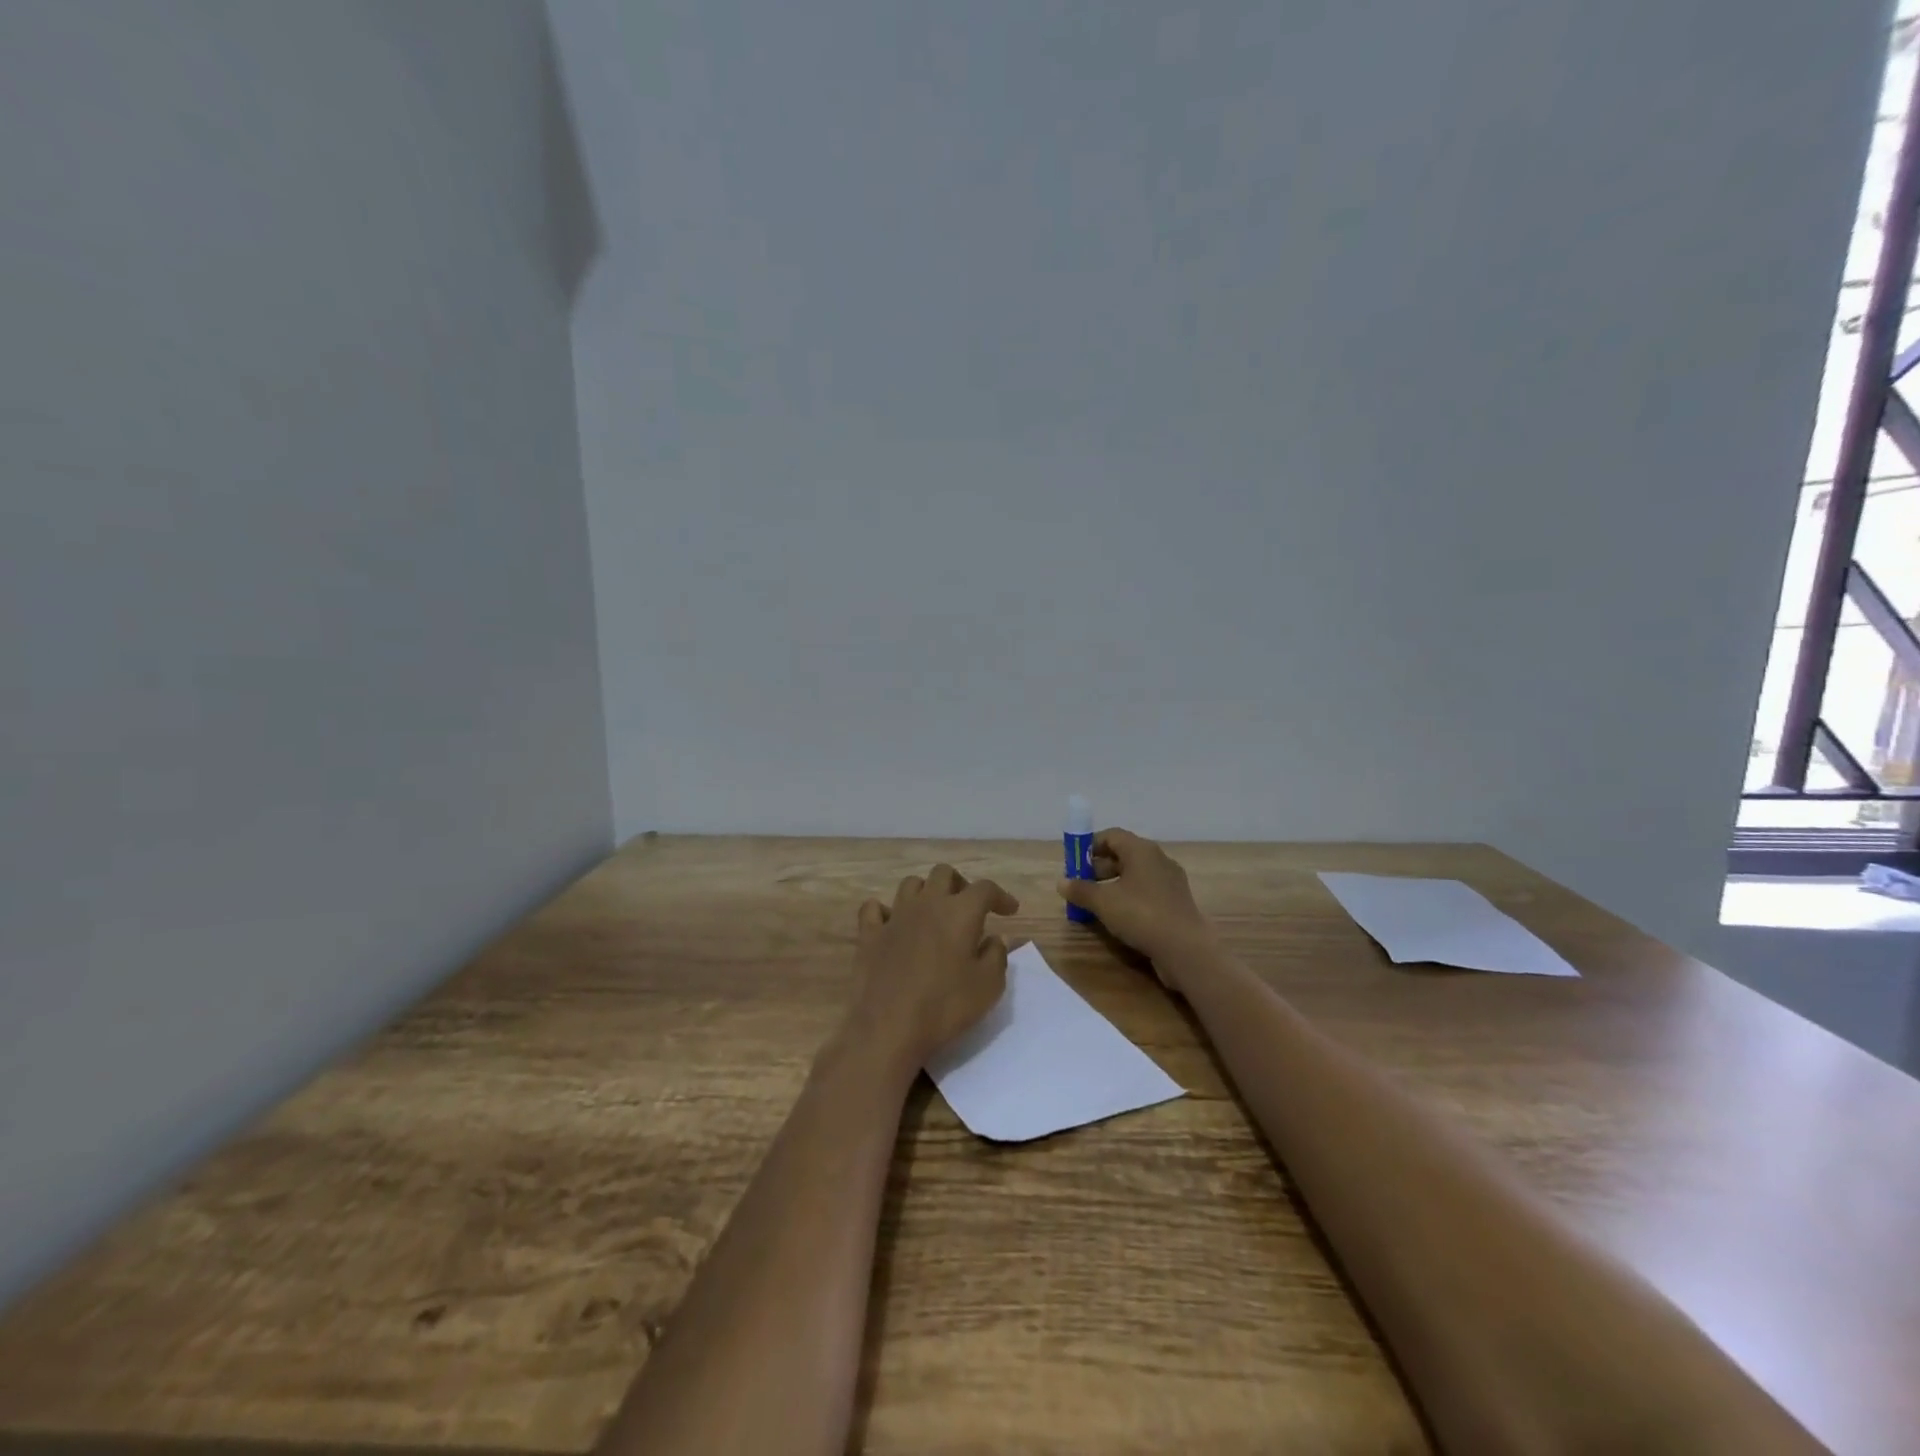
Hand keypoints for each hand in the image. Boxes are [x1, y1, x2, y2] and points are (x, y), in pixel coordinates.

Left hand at [847, 864, 1019, 1073]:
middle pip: (943, 873)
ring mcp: (894, 917)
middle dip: (960, 884)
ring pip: (910, 884)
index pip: (985, 888)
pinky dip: (884, 911)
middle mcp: (926, 904)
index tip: (1010, 910)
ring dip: (926, 892)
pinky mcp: (869, 934)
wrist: (888, 1027)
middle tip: (969, 908)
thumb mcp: (988, 987)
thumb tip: (993, 940)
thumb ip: (996, 956)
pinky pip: (873, 908)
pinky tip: (892, 924)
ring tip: (933, 914)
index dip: (1001, 895)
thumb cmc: (945, 1007)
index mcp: (959, 912)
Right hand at [1056, 828, 1213, 983]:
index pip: (1111, 835)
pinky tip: (1118, 916)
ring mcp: (1170, 881)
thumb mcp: (1102, 902)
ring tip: (1096, 904)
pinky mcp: (1176, 902)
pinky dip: (1129, 897)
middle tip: (1082, 886)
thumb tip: (1062, 883)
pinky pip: (1147, 891)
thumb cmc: (1140, 914)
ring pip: (1135, 874)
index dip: (1090, 846)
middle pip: (1123, 854)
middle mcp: (1158, 859)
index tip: (1075, 864)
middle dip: (1099, 868)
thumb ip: (1080, 890)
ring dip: (1113, 884)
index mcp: (1141, 850)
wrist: (1185, 948)